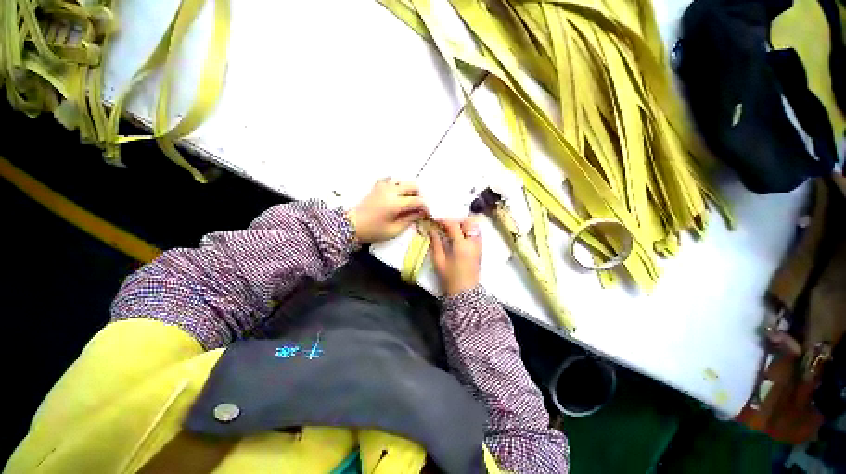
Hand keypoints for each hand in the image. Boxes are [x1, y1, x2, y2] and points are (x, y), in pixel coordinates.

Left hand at [346, 179, 428, 243]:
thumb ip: (409, 220)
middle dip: (419, 195)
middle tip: (418, 207)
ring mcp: (383, 186)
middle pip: (413, 186)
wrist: (351, 225)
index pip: (417, 200)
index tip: (427, 214)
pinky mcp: (377, 186)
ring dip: (409, 190)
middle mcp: (391, 191)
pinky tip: (396, 193)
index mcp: (395, 203)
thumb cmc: (373, 231)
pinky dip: (397, 185)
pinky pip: (390, 179)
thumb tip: (420, 213)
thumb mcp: (394, 230)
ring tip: (408, 201)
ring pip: (403, 181)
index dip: (425, 207)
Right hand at [429, 218, 482, 295]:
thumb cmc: (450, 278)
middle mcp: (473, 242)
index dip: (444, 220)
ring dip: (464, 224)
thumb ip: (436, 243)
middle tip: (446, 224)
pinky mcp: (480, 249)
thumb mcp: (439, 261)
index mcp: (461, 246)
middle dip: (456, 219)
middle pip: (468, 222)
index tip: (435, 219)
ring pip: (474, 226)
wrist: (465, 292)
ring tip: (453, 229)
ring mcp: (479, 245)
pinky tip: (460, 235)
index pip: (454, 225)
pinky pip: (476, 233)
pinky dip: (469, 229)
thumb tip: (432, 230)